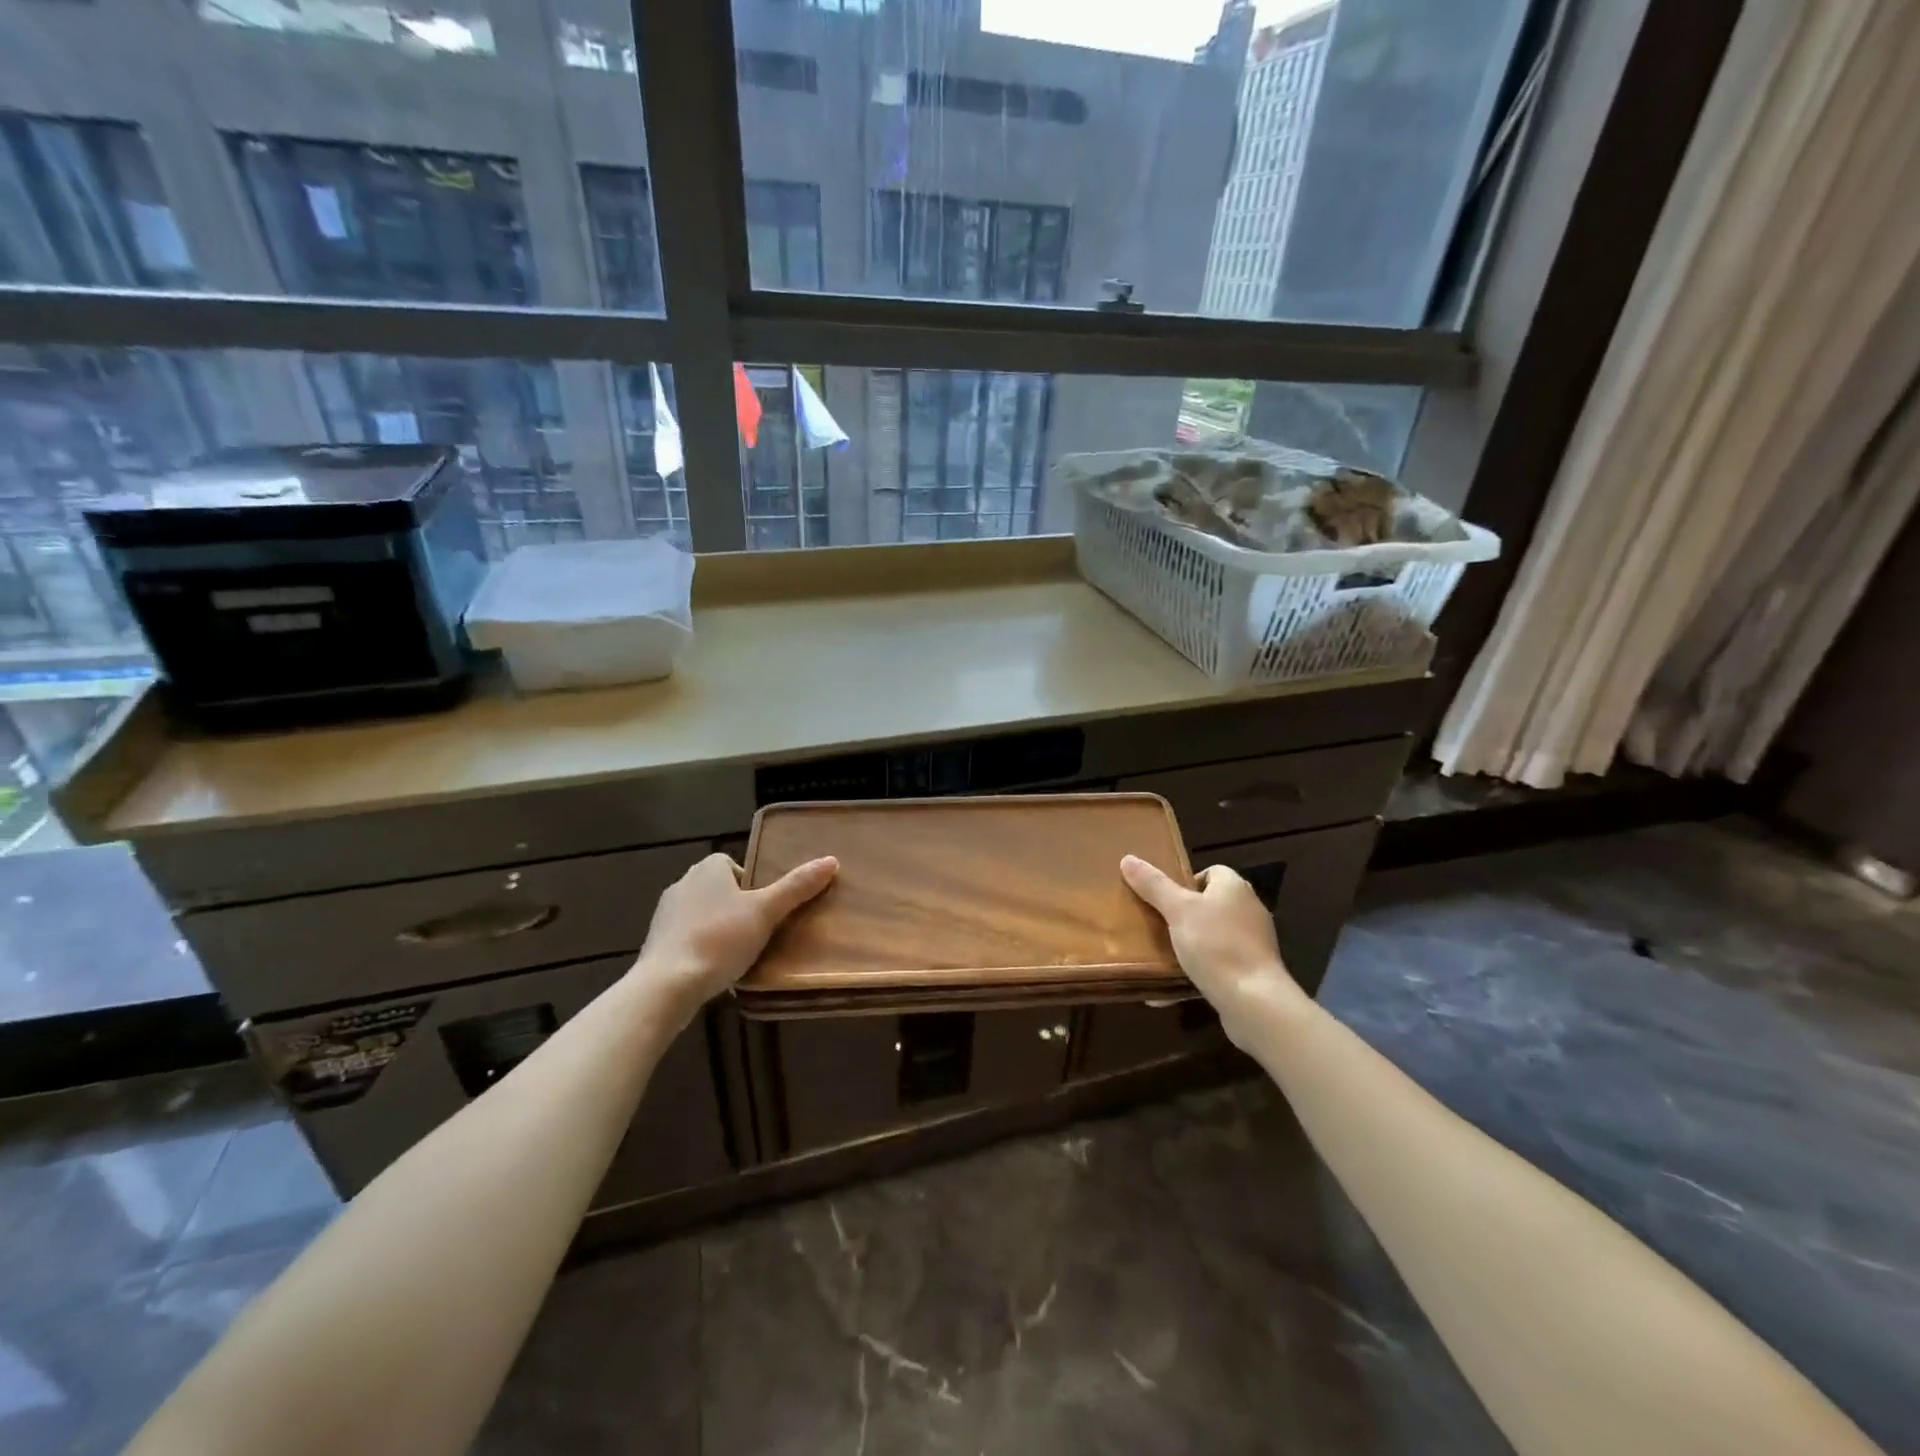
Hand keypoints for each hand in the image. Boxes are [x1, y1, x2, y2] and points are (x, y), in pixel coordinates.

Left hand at [633, 852, 837, 1020]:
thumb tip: (831, 860)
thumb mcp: (766, 912)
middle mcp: (682, 883)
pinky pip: (688, 938)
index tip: (767, 909)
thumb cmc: (720, 940)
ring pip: (703, 915)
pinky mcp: (656, 943)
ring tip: (740, 954)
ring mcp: (665, 915)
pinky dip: (702, 948)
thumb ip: (797, 887)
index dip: (754, 885)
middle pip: (721, 890)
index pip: (735, 865)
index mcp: (707, 869)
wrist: (666, 986)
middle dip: (738, 908)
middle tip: (760, 931)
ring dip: (719, 929)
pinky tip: (715, 969)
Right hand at [1120, 856, 1307, 1031]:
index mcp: (1234, 887)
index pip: (1210, 872)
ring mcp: (1252, 943)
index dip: (1185, 882)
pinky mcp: (1252, 972)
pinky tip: (1170, 986)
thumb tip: (1128, 859)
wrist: (1254, 1002)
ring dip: (1187, 944)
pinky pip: (1217, 965)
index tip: (1162, 899)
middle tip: (1155, 925)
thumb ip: (1154, 885)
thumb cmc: (1215, 945)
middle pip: (1209, 904)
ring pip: (1211, 936)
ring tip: (1159, 954)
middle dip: (1181, 915)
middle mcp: (1248, 910)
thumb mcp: (1177, 910)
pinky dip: (1196, 971)